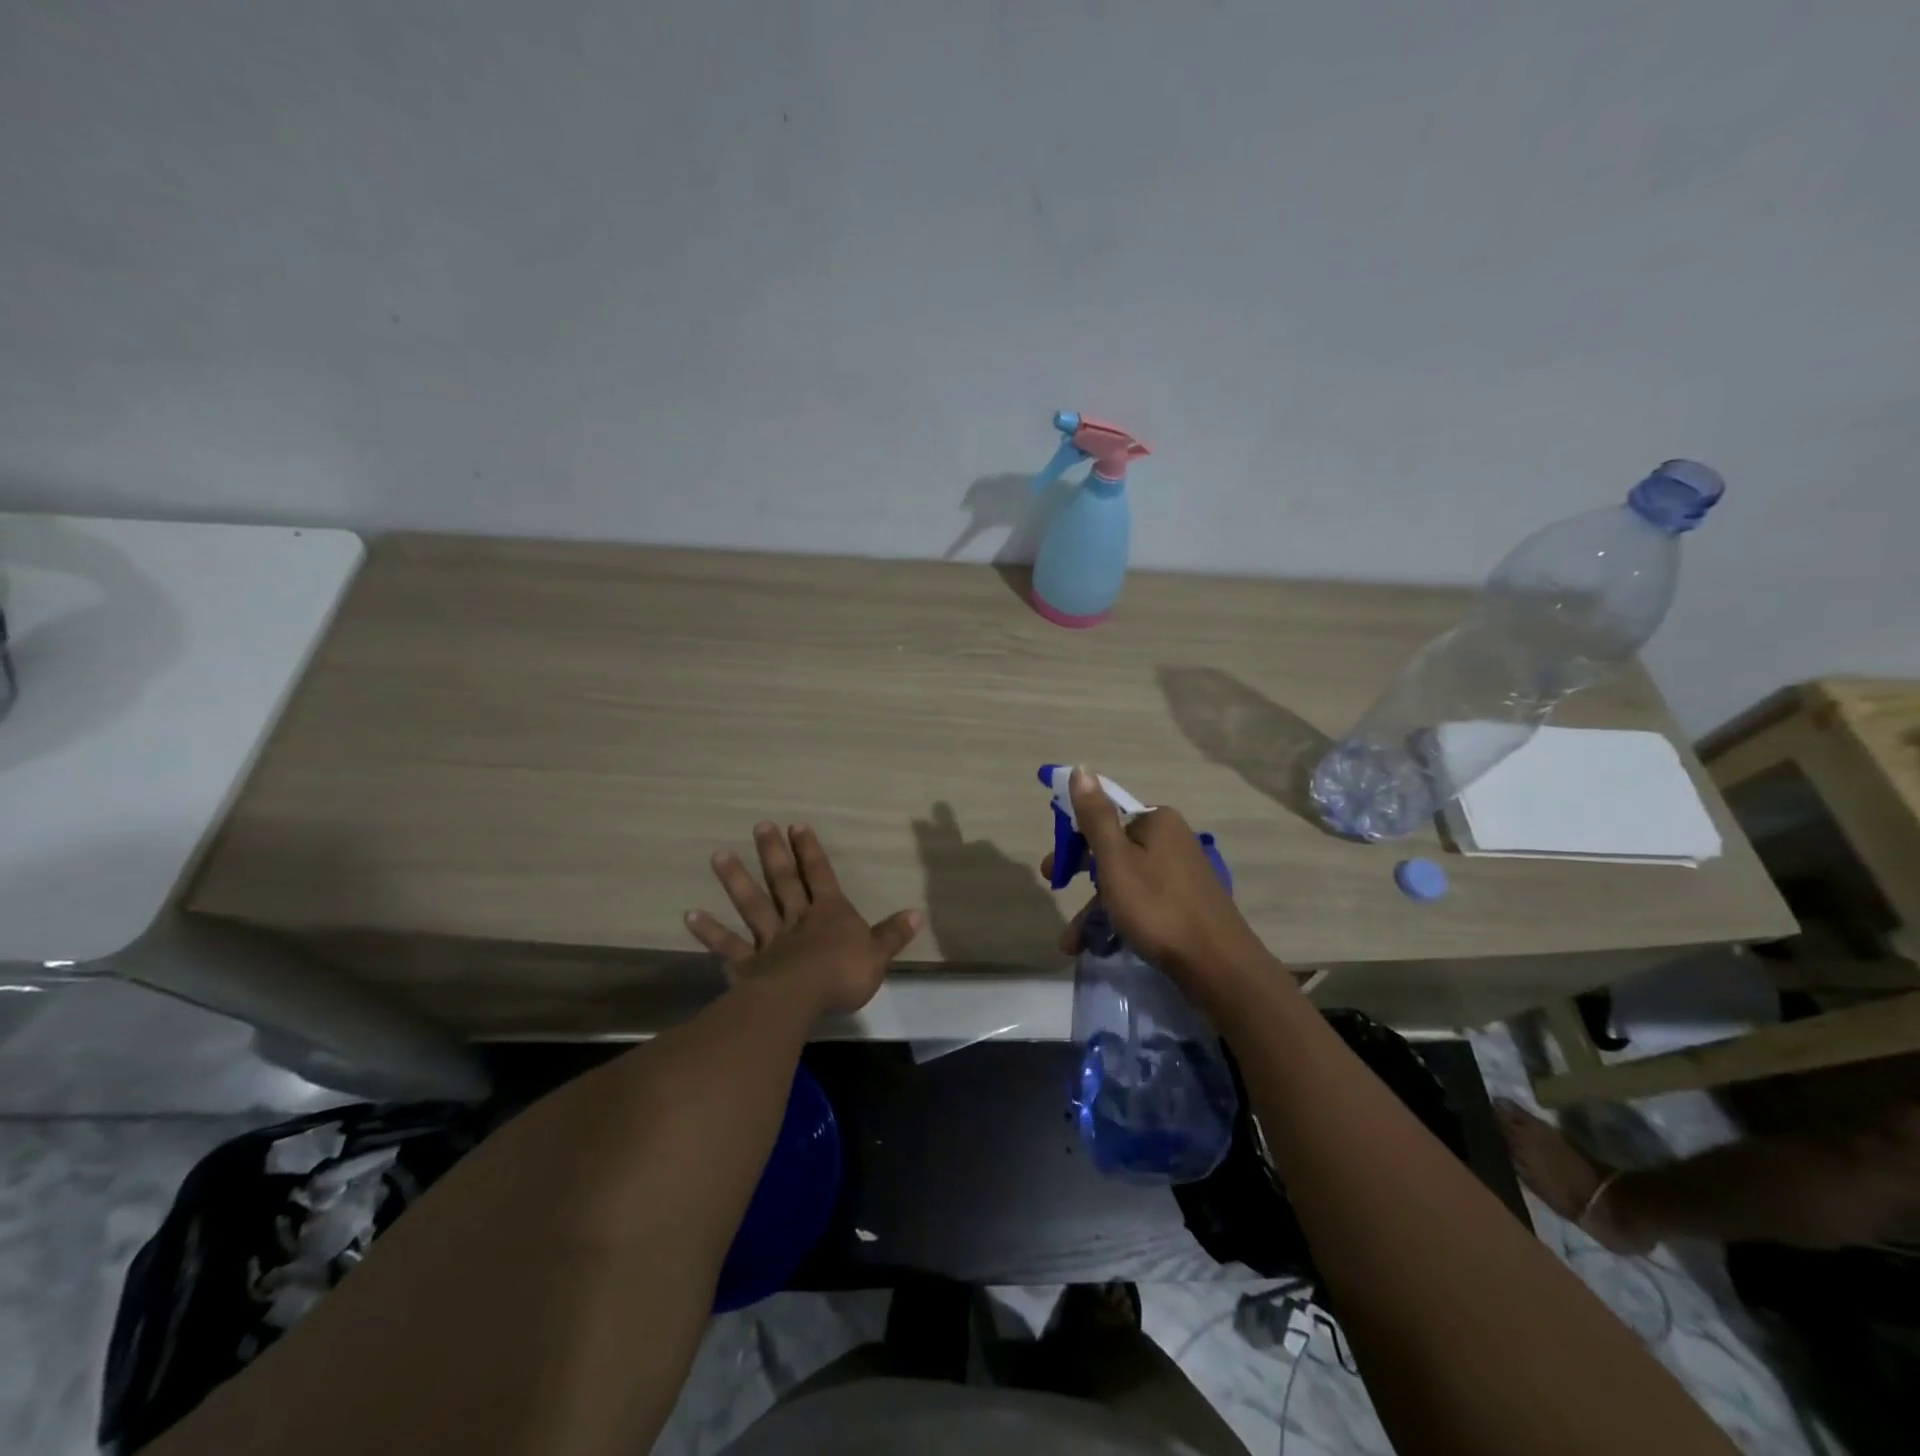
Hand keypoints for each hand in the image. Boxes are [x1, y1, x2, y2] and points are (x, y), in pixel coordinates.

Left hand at [685, 822, 921, 1015]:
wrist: (802, 999)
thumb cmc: (843, 974)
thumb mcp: (877, 955)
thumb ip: (893, 934)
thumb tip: (917, 913)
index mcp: (829, 913)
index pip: (820, 875)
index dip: (810, 851)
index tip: (797, 826)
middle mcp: (797, 919)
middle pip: (784, 881)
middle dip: (774, 853)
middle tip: (760, 826)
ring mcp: (769, 940)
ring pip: (752, 904)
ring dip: (736, 880)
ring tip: (718, 855)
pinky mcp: (748, 964)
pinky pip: (727, 945)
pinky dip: (709, 931)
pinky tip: (689, 915)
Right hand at [1043, 768, 1266, 988]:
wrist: (1217, 965)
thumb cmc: (1157, 907)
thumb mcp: (1116, 860)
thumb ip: (1096, 816)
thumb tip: (1082, 768)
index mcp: (1157, 821)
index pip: (1104, 817)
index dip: (1074, 840)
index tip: (1053, 868)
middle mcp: (1171, 840)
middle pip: (1113, 850)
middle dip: (1081, 878)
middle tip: (1056, 893)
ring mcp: (1180, 873)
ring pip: (1125, 882)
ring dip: (1094, 909)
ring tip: (1071, 943)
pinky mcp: (1186, 902)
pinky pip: (1142, 902)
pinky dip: (1118, 919)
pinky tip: (1100, 946)